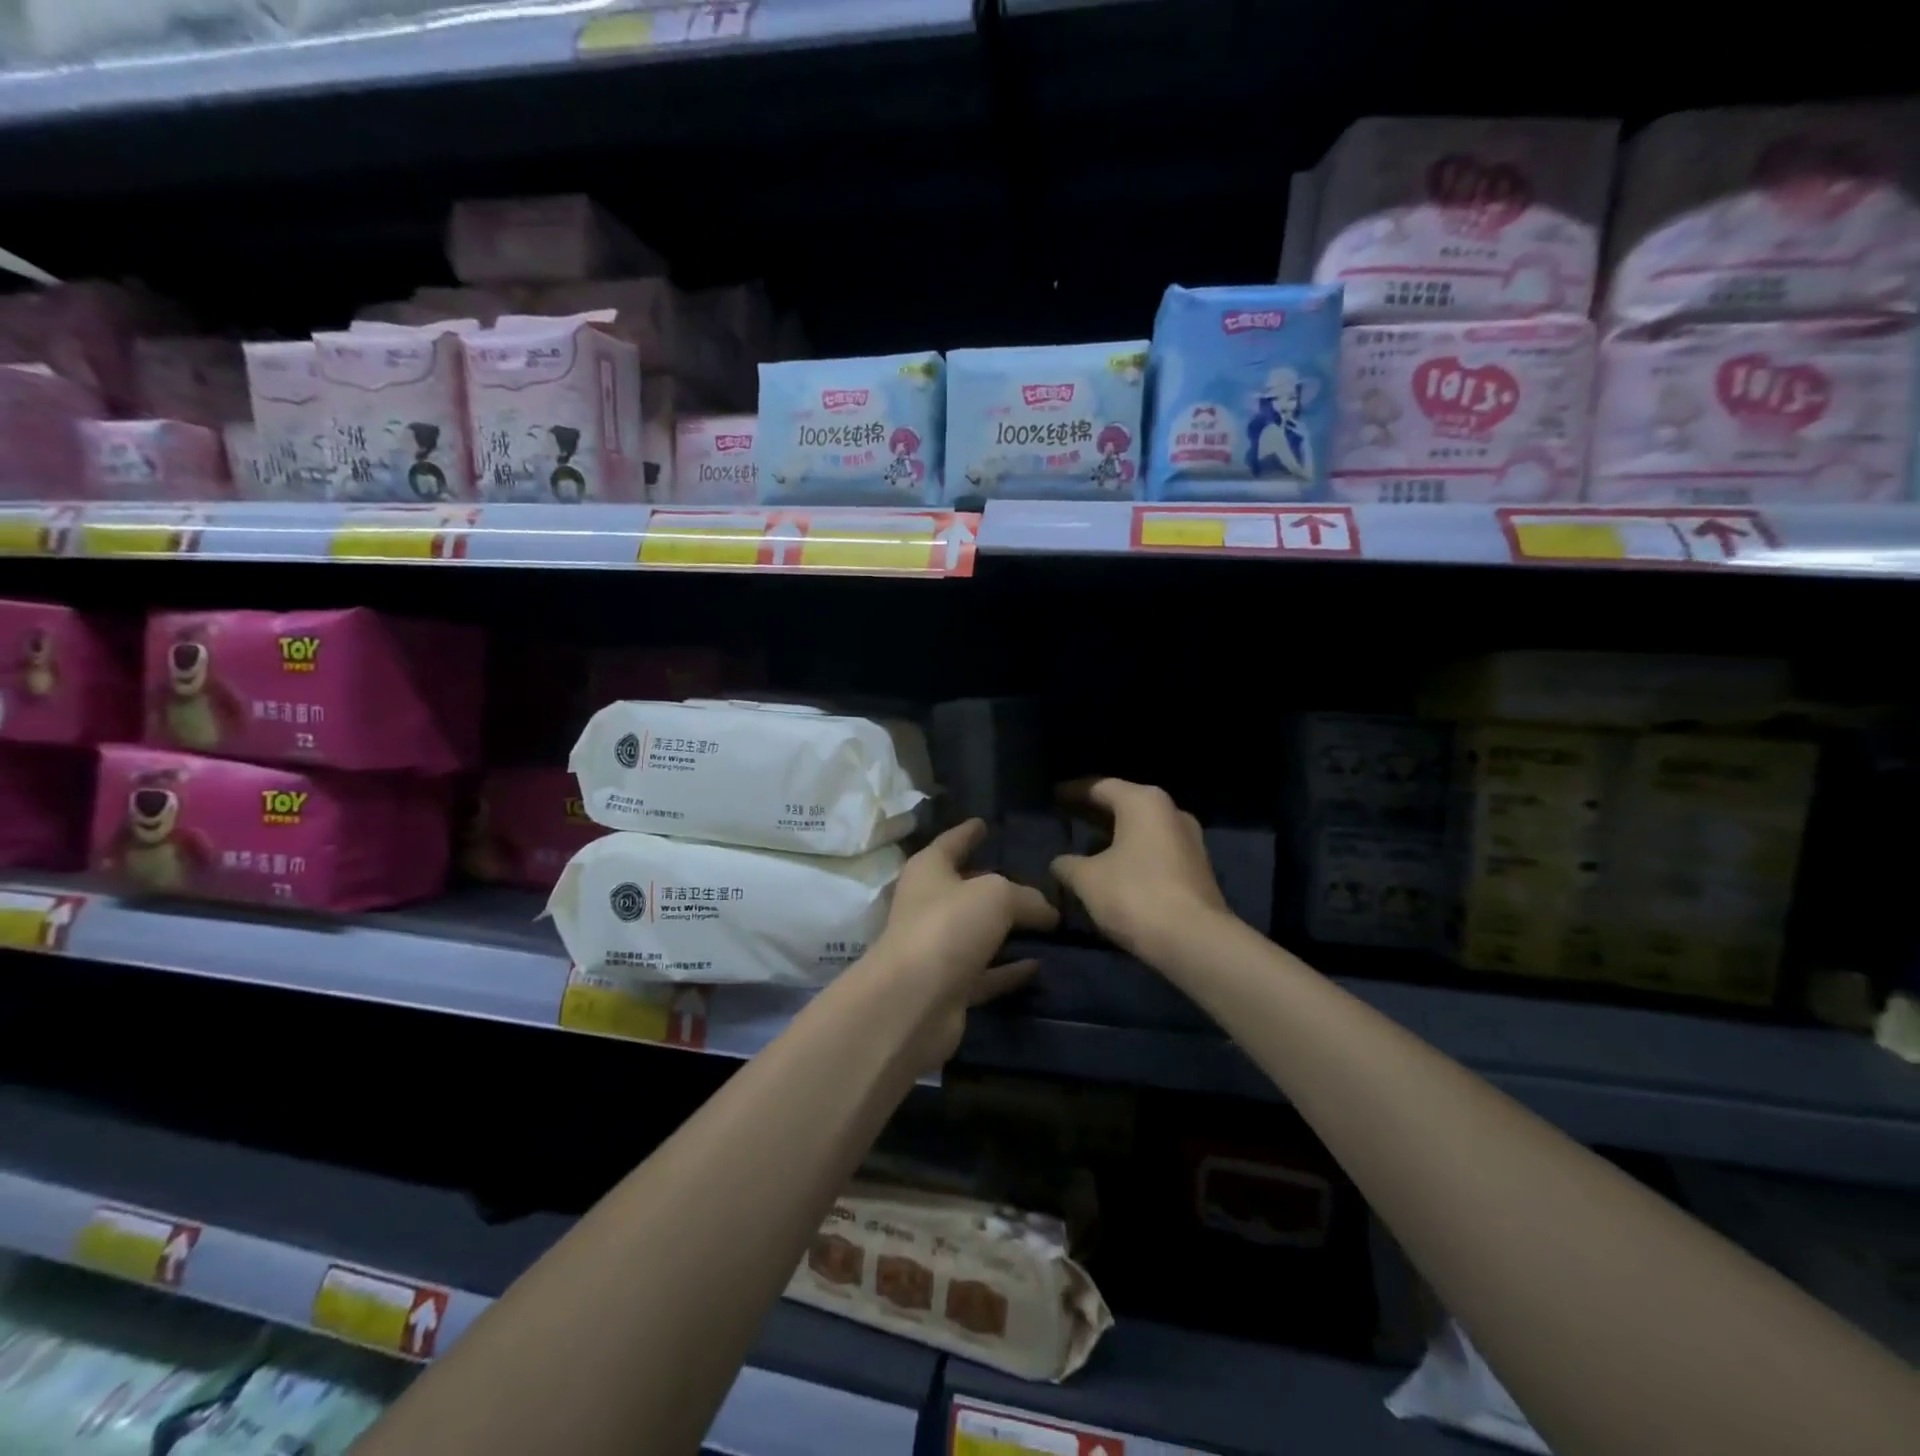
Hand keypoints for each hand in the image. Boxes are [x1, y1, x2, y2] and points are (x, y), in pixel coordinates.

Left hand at [863, 820, 1059, 1071]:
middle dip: (994, 884)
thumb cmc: (948, 927)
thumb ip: (1026, 897)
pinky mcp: (949, 988)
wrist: (912, 1002)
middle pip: (965, 889)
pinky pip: (986, 973)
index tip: (984, 823)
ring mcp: (937, 949)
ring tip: (1046, 922)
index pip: (951, 842)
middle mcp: (928, 906)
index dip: (968, 832)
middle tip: (1033, 878)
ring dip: (1006, 930)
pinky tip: (1039, 965)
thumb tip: (1047, 912)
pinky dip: (1009, 970)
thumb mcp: (996, 896)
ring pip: (977, 933)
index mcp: (928, 871)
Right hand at [1052, 779, 1229, 962]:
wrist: (1194, 942)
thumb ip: (1067, 864)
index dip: (1073, 791)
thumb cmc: (1135, 895)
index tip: (1053, 796)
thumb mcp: (1087, 879)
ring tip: (1087, 847)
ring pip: (1142, 828)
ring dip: (1115, 835)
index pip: (1100, 786)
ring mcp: (1190, 840)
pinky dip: (1132, 853)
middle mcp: (1171, 811)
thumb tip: (1060, 862)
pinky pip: (1155, 850)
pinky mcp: (1197, 869)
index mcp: (1143, 802)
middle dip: (1095, 813)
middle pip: (1125, 804)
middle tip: (1067, 817)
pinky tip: (1114, 869)